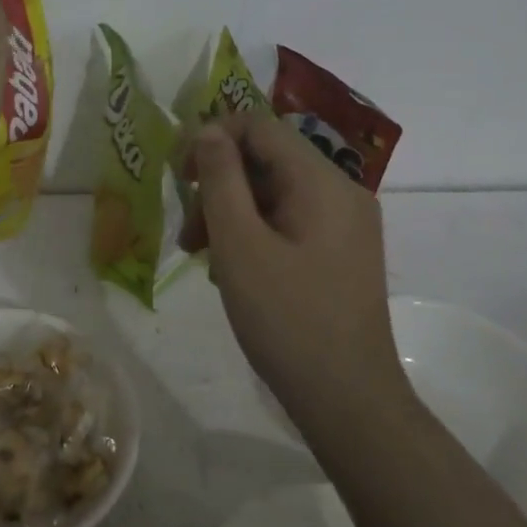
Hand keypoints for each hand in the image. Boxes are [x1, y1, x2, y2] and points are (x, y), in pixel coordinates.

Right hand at [179, 112, 403, 427]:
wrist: (349, 400)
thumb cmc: (287, 319)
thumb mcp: (239, 245)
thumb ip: (220, 179)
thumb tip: (208, 130)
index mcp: (321, 181)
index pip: (259, 126)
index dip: (212, 138)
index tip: (178, 175)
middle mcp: (341, 191)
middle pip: (267, 161)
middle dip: (219, 187)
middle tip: (188, 235)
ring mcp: (346, 224)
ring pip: (275, 193)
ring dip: (232, 214)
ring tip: (203, 258)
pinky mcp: (343, 252)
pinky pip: (291, 221)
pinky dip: (256, 234)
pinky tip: (234, 271)